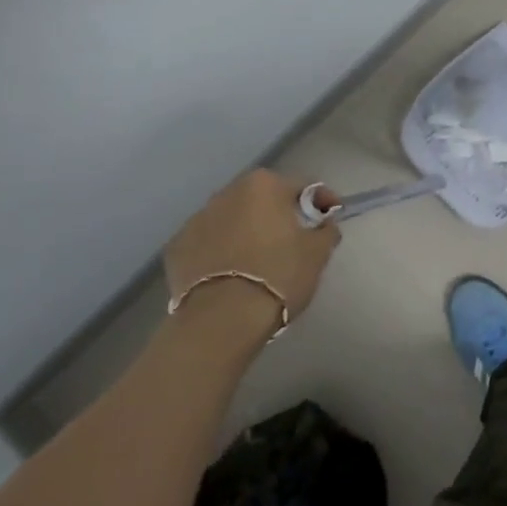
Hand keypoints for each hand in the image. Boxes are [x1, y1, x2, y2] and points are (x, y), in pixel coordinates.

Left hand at [165, 169, 339, 320]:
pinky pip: (208, 243)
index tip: (330, 221)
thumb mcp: (317, 253)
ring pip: (232, 220)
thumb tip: (323, 224)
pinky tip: (232, 275)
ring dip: (247, 232)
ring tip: (259, 261)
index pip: (302, 186)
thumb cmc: (278, 276)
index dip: (322, 202)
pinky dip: (221, 251)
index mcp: (263, 185)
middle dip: (279, 214)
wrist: (222, 319)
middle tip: (294, 241)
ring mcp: (196, 220)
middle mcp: (226, 193)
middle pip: (262, 199)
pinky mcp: (176, 248)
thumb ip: (326, 230)